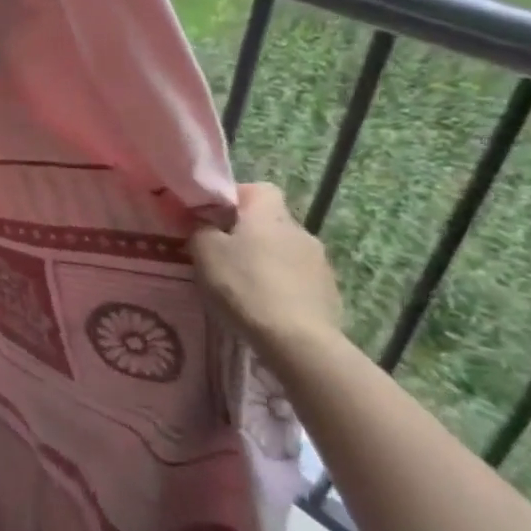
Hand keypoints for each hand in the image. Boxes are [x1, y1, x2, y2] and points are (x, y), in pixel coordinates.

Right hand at [190, 183, 343, 358]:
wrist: (298, 342)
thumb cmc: (245, 286)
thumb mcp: (204, 251)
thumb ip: (200, 228)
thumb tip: (202, 221)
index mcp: (270, 214)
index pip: (258, 189)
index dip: (236, 199)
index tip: (214, 219)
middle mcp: (300, 231)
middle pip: (270, 222)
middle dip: (249, 234)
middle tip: (223, 256)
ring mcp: (320, 264)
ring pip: (285, 252)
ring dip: (267, 262)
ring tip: (245, 287)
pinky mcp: (330, 294)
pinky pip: (299, 280)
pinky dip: (283, 287)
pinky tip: (267, 307)